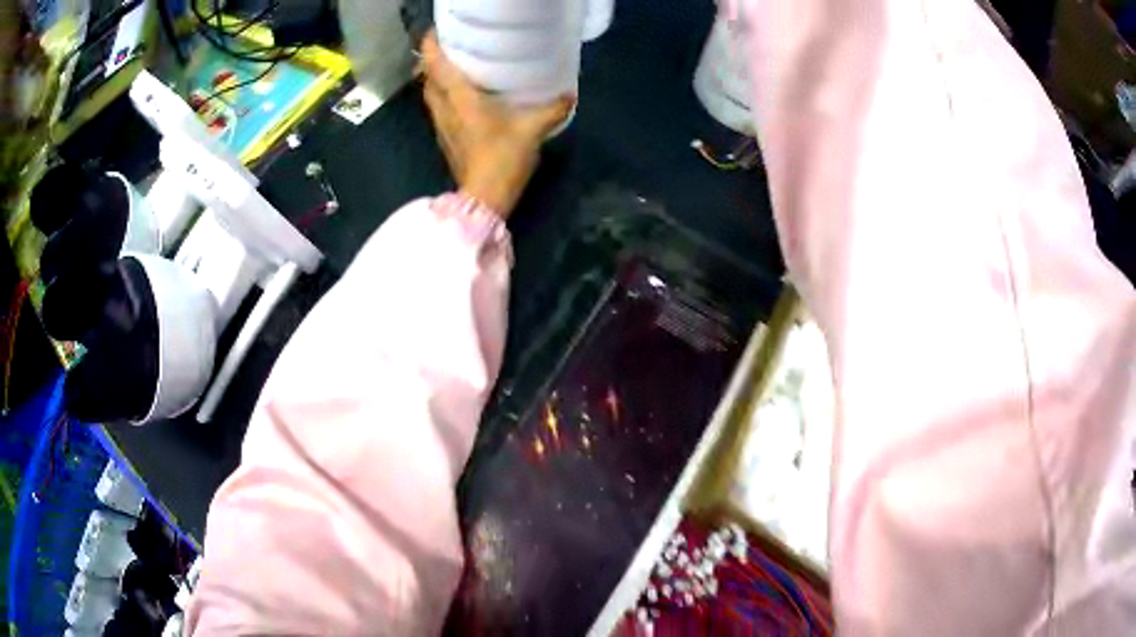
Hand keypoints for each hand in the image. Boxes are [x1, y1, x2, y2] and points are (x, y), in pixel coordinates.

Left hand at [421, 32, 574, 218]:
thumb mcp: (532, 130)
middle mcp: (445, 109)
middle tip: (449, 47)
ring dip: (435, 79)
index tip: (435, 31)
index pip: (436, 66)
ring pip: (430, 95)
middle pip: (428, 79)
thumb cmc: (503, 158)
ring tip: (453, 68)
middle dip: (431, 61)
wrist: (484, 198)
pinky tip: (460, 98)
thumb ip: (551, 109)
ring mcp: (442, 126)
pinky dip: (443, 96)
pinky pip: (438, 109)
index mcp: (460, 99)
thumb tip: (569, 94)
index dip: (431, 46)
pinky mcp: (446, 140)